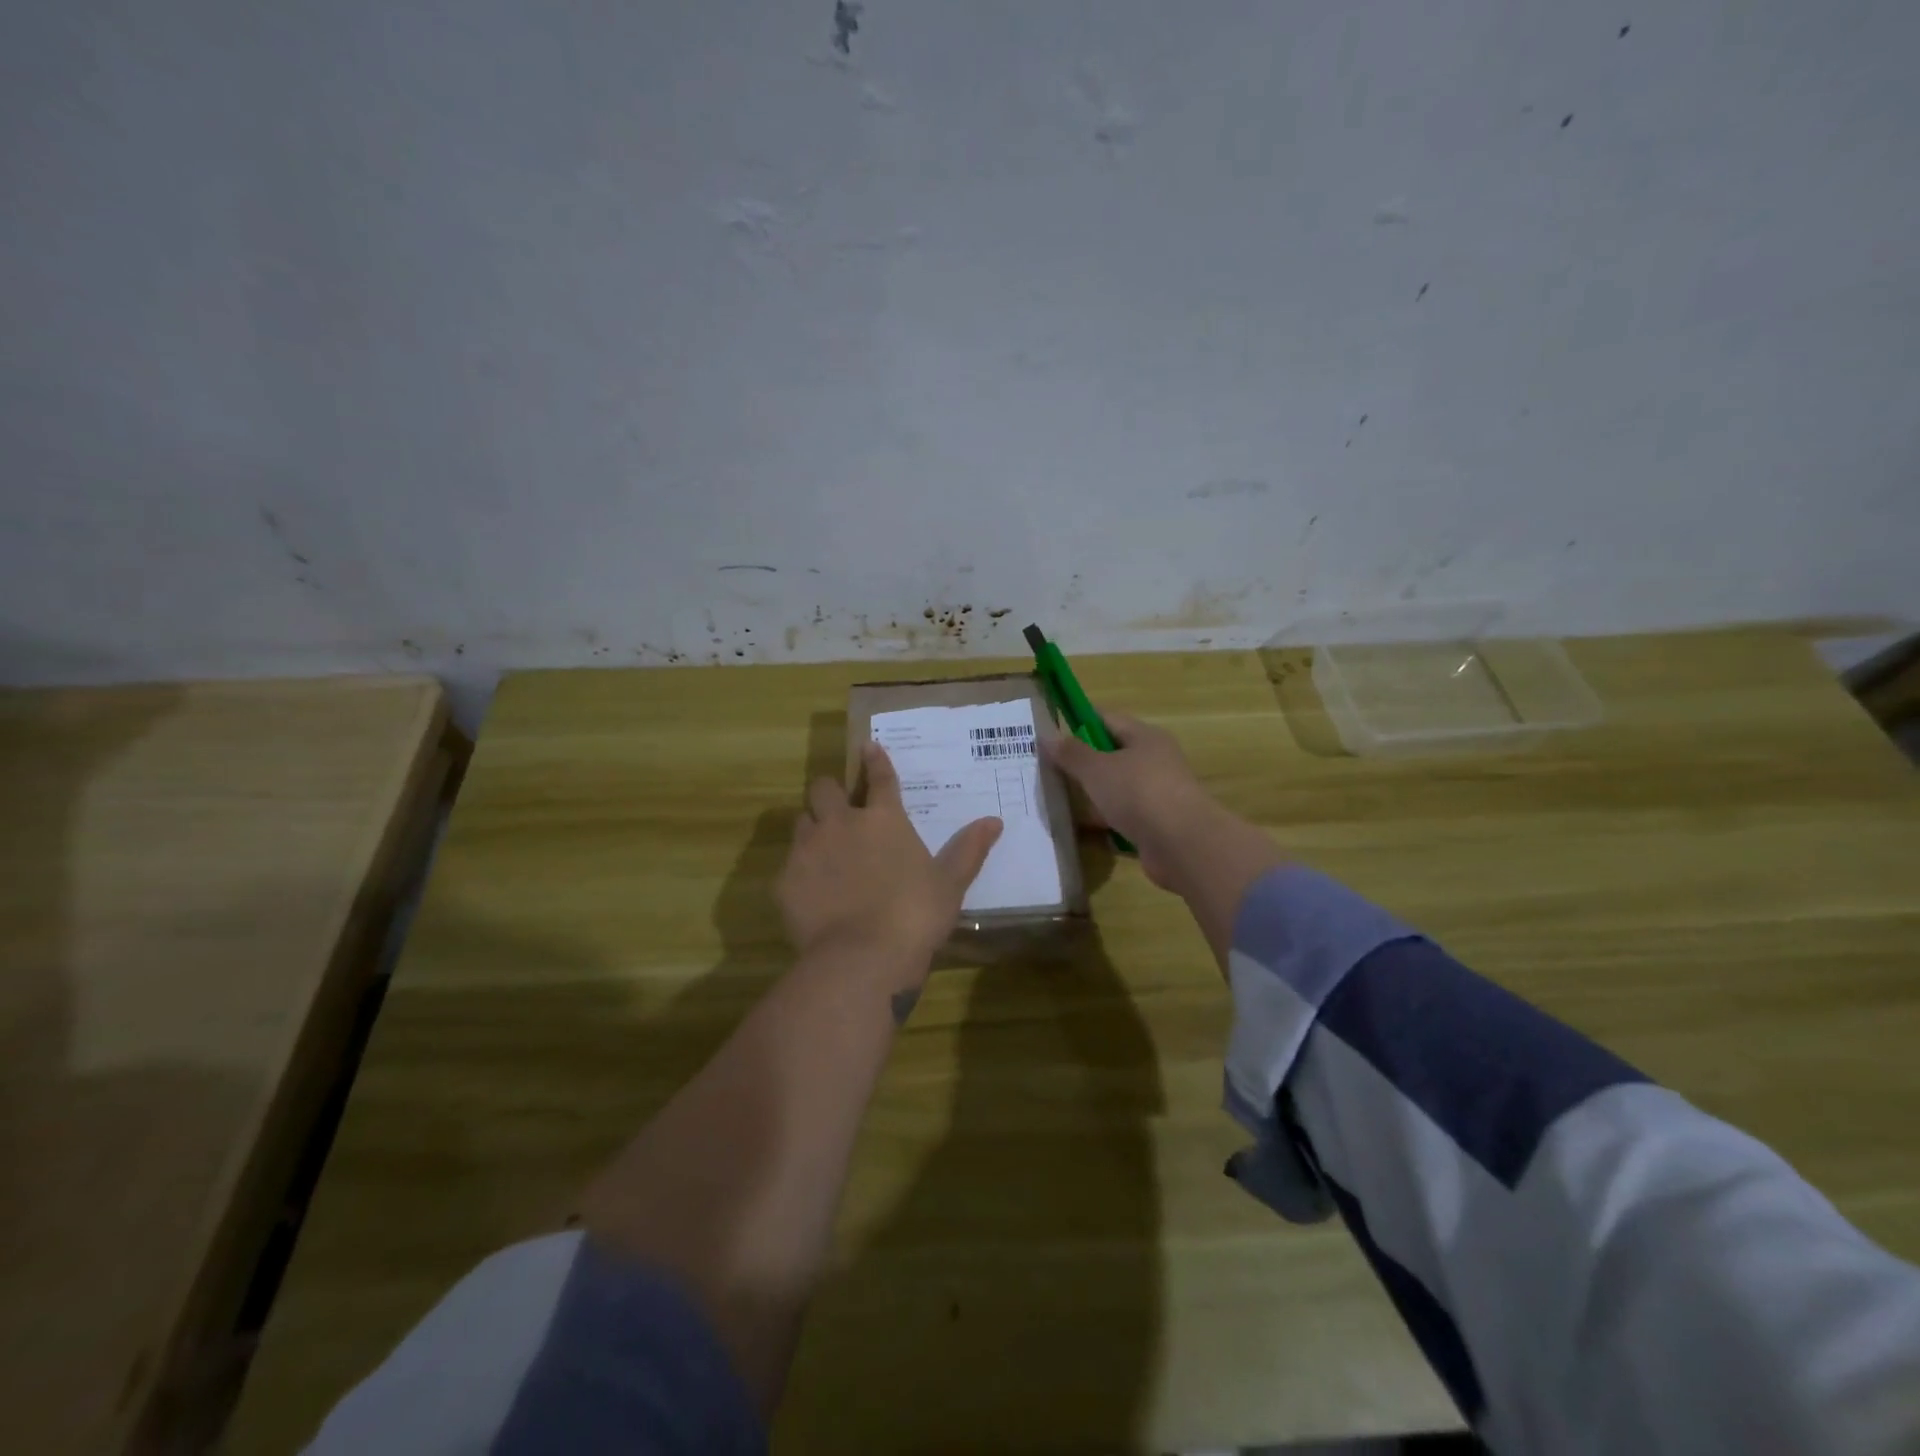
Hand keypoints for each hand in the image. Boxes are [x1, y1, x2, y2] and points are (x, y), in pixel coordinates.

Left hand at [777, 742, 1002, 967]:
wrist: (862, 957)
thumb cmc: (914, 914)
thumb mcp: (950, 883)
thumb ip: (968, 849)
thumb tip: (994, 821)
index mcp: (883, 819)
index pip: (880, 778)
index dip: (875, 760)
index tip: (868, 747)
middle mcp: (841, 824)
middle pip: (823, 789)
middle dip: (829, 792)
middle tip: (839, 808)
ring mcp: (808, 850)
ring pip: (801, 822)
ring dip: (812, 829)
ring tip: (823, 850)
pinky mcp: (785, 881)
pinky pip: (788, 865)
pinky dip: (800, 872)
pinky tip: (811, 892)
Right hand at [1040, 712, 1217, 888]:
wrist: (1182, 844)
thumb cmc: (1138, 793)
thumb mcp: (1097, 769)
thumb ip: (1071, 753)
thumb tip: (1048, 735)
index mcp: (1145, 737)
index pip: (1107, 719)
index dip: (1078, 722)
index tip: (1051, 733)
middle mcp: (1154, 761)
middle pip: (1112, 755)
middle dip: (1082, 762)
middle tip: (1047, 769)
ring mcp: (1157, 794)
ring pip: (1116, 788)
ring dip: (1091, 794)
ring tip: (1056, 799)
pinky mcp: (1155, 825)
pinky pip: (1122, 817)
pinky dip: (1103, 821)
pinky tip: (1079, 829)